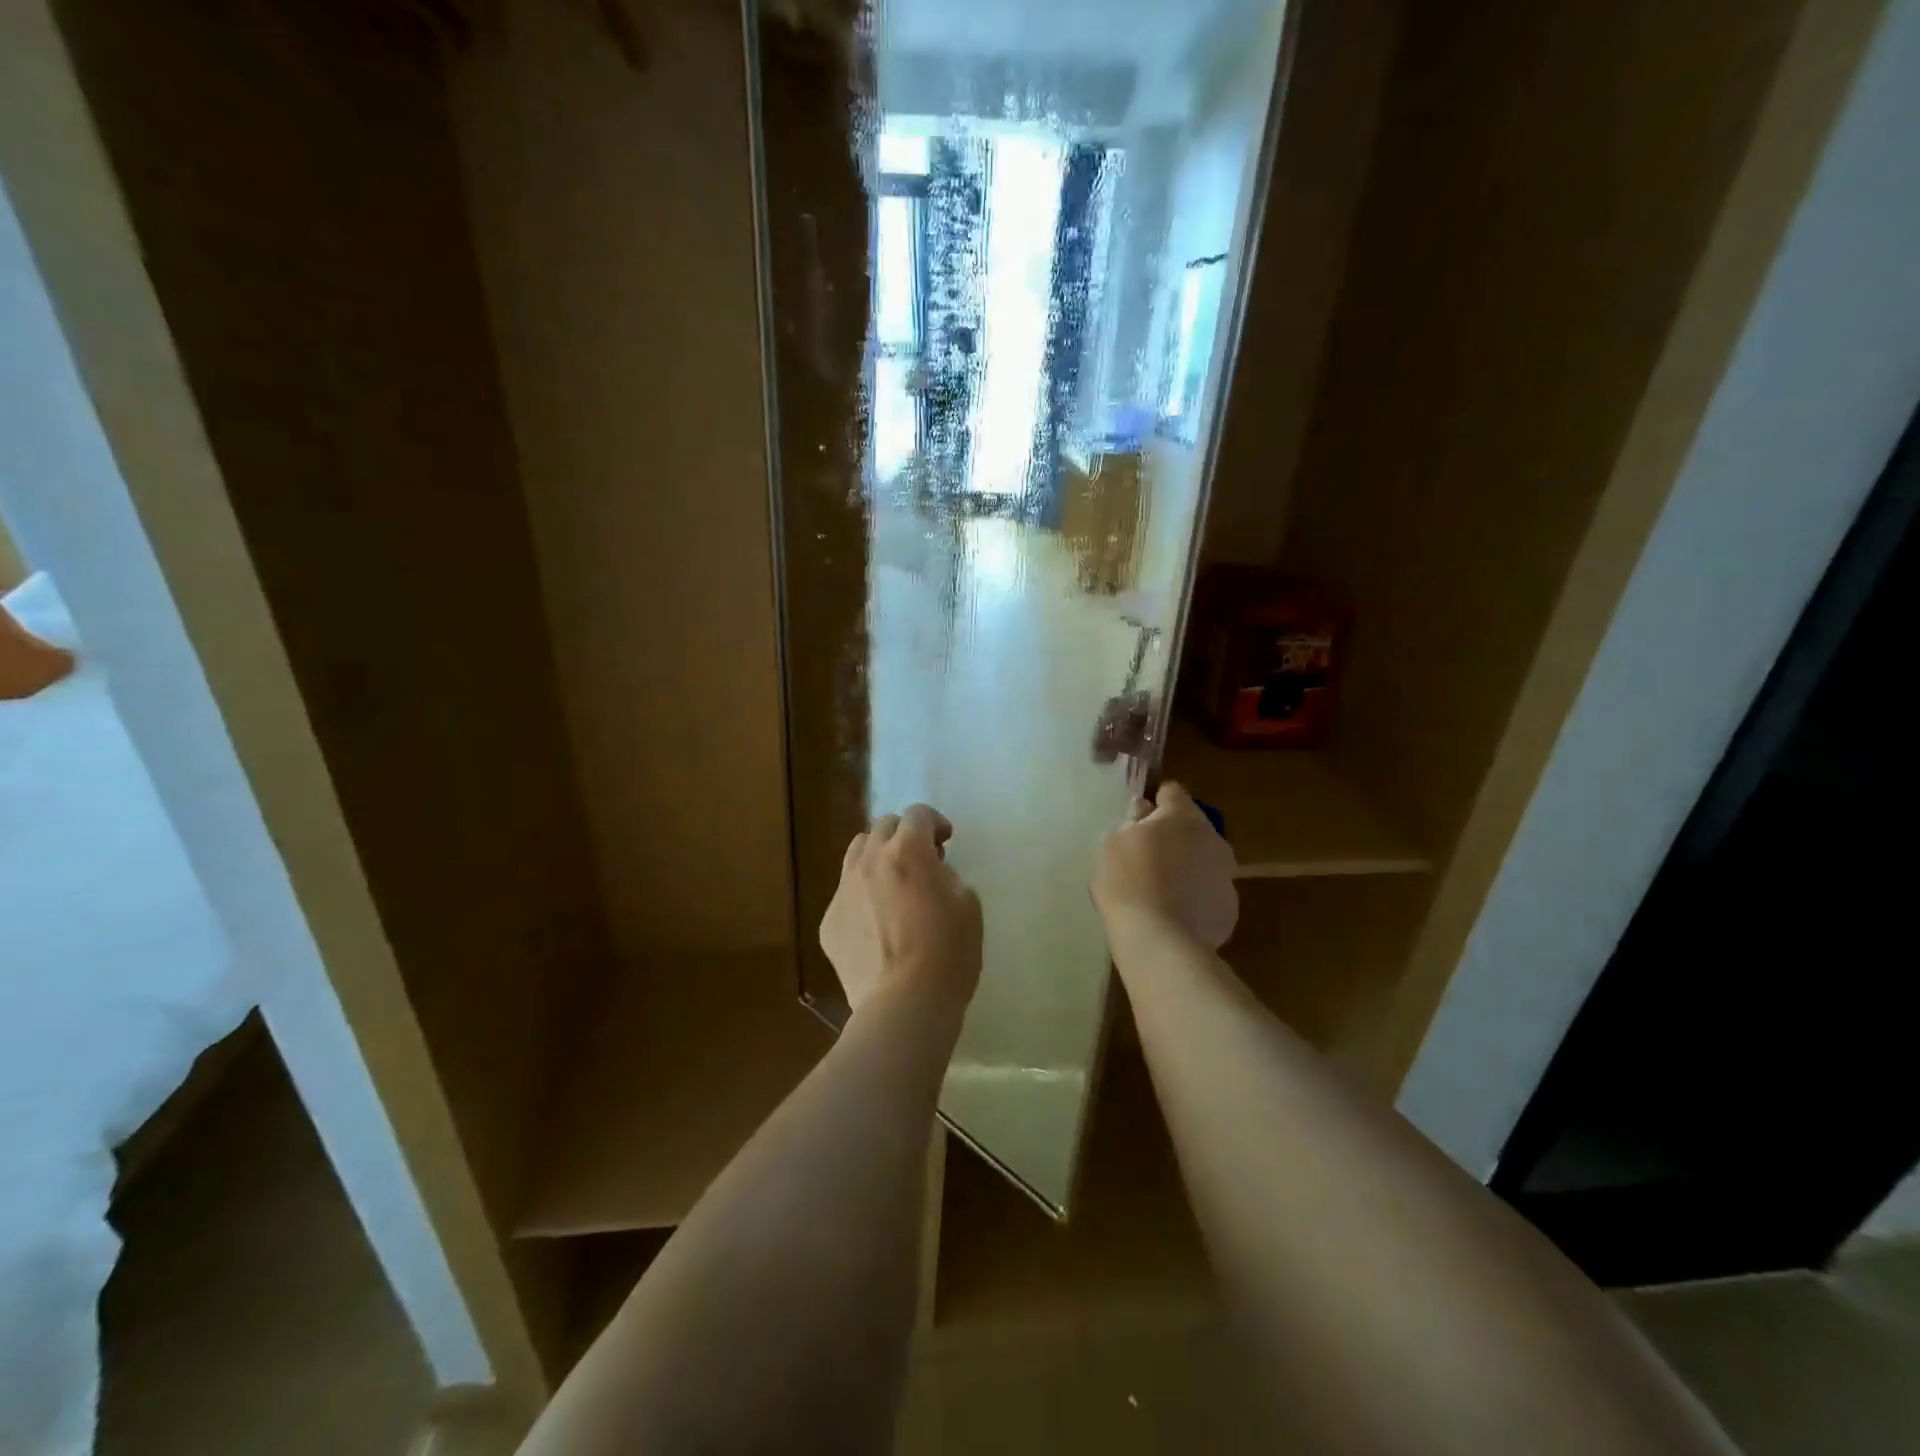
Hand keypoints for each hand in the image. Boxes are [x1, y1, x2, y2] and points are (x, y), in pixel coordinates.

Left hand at [821, 804, 983, 1019]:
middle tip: (920, 860)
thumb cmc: (948, 953)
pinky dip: (862, 896)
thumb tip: (933, 873)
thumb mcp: (969, 906)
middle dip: (903, 835)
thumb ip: (949, 877)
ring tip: (892, 884)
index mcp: (908, 851)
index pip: (918, 814)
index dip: (934, 822)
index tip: (945, 842)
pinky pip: (845, 894)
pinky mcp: (829, 922)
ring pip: (856, 853)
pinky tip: (876, 924)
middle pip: (882, 826)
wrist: (904, 1004)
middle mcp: (870, 861)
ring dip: (877, 857)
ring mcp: (844, 891)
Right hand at [1093, 781, 1237, 948]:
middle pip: (1191, 826)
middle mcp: (1213, 838)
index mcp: (1183, 816)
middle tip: (1144, 857)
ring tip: (1159, 889)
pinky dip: (1194, 896)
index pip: (1171, 791)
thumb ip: (1130, 822)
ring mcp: (1226, 874)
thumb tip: (1143, 811)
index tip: (1138, 819)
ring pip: (1203, 859)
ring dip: (1186, 865)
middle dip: (1172, 835)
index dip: (1154, 802)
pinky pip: (1208, 891)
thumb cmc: (1128, 884)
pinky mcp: (1230, 907)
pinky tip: (1173, 913)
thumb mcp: (1112, 845)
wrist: (1161, 943)